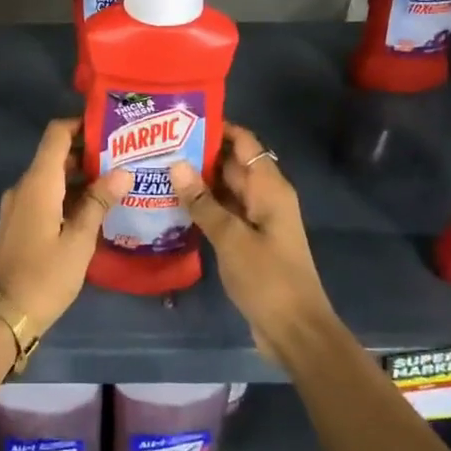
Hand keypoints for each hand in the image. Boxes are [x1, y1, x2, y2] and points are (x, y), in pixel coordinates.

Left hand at [0, 118, 132, 333]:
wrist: (2, 314)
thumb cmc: (45, 275)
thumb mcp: (79, 240)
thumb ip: (99, 203)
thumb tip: (122, 172)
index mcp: (38, 183)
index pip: (56, 134)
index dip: (80, 124)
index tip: (110, 127)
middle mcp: (24, 186)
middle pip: (55, 155)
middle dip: (88, 153)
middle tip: (124, 158)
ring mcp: (18, 205)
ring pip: (51, 178)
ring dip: (80, 177)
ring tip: (117, 183)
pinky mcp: (18, 222)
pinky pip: (45, 196)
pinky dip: (68, 195)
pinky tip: (94, 209)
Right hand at [171, 125, 336, 361]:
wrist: (294, 330)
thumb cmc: (268, 278)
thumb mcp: (231, 238)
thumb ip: (202, 202)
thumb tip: (176, 164)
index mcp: (270, 188)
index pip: (244, 142)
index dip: (217, 128)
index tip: (180, 120)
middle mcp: (265, 197)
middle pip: (232, 164)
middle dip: (199, 153)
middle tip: (157, 145)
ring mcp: (257, 220)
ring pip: (225, 190)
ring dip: (197, 181)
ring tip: (157, 169)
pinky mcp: (248, 241)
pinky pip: (223, 213)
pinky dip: (203, 207)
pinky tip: (172, 204)